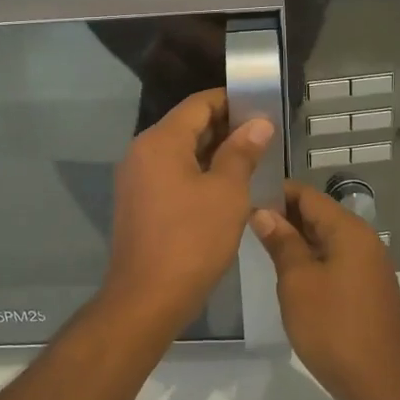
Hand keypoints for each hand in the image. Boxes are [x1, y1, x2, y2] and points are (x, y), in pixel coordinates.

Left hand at [100, 88, 274, 341]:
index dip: (231, 101)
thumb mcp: (227, 193)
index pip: (198, 104)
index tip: (262, 108)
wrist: (147, 298)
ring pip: (179, 151)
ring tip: (251, 160)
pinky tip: (224, 187)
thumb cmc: (192, 241)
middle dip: (225, 128)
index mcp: (160, 141)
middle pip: (187, 125)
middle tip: (264, 137)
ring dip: (213, 152)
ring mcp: (136, 178)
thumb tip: (259, 123)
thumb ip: (242, 152)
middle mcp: (142, 151)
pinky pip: (170, 173)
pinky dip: (197, 172)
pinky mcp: (138, 201)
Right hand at [253, 182, 399, 399]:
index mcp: (348, 230)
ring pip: (325, 238)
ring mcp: (368, 266)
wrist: (380, 385)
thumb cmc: (333, 328)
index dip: (275, 193)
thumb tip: (263, 212)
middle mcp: (363, 240)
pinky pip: (335, 260)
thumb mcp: (297, 282)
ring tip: (260, 247)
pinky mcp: (367, 289)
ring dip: (295, 239)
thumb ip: (281, 242)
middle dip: (283, 216)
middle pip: (318, 214)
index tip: (243, 200)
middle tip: (245, 225)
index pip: (307, 195)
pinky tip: (288, 275)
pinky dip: (311, 259)